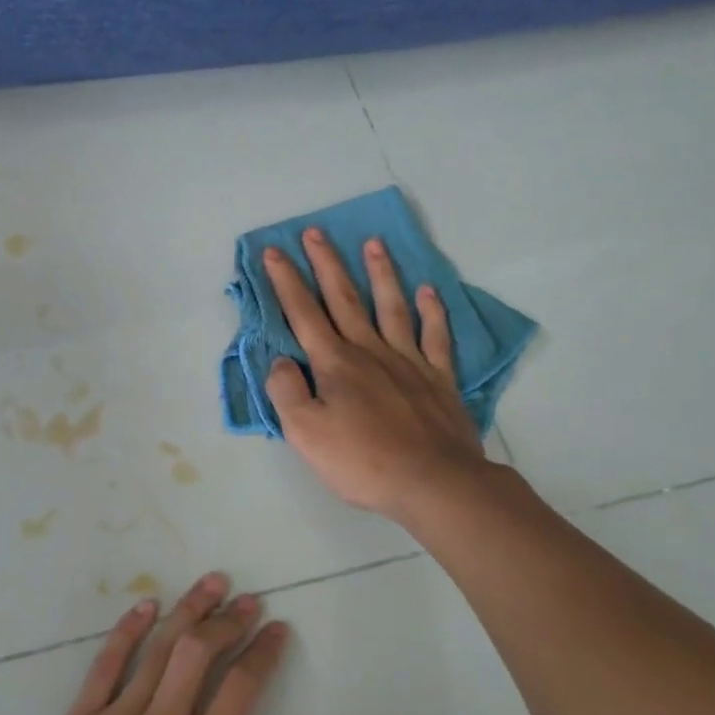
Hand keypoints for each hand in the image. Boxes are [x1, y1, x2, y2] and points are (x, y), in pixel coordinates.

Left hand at [0, 574, 311, 714]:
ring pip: (158, 650)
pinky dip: (127, 631)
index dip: (264, 651)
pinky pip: (105, 665)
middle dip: (229, 619)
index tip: (277, 628)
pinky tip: (146, 606)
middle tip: (248, 600)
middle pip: (199, 653)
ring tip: (212, 582)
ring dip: (188, 610)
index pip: (242, 687)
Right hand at [261, 228, 491, 525]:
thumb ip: (287, 392)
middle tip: (316, 232)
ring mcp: (408, 361)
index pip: (303, 313)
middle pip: (345, 298)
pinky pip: (435, 336)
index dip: (286, 281)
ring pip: (391, 307)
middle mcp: (370, 351)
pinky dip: (432, 312)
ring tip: (374, 243)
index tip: (274, 251)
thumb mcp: (305, 433)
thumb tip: (280, 361)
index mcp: (334, 363)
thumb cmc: (363, 461)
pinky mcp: (439, 378)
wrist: (435, 483)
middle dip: (327, 263)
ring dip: (381, 274)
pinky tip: (428, 292)